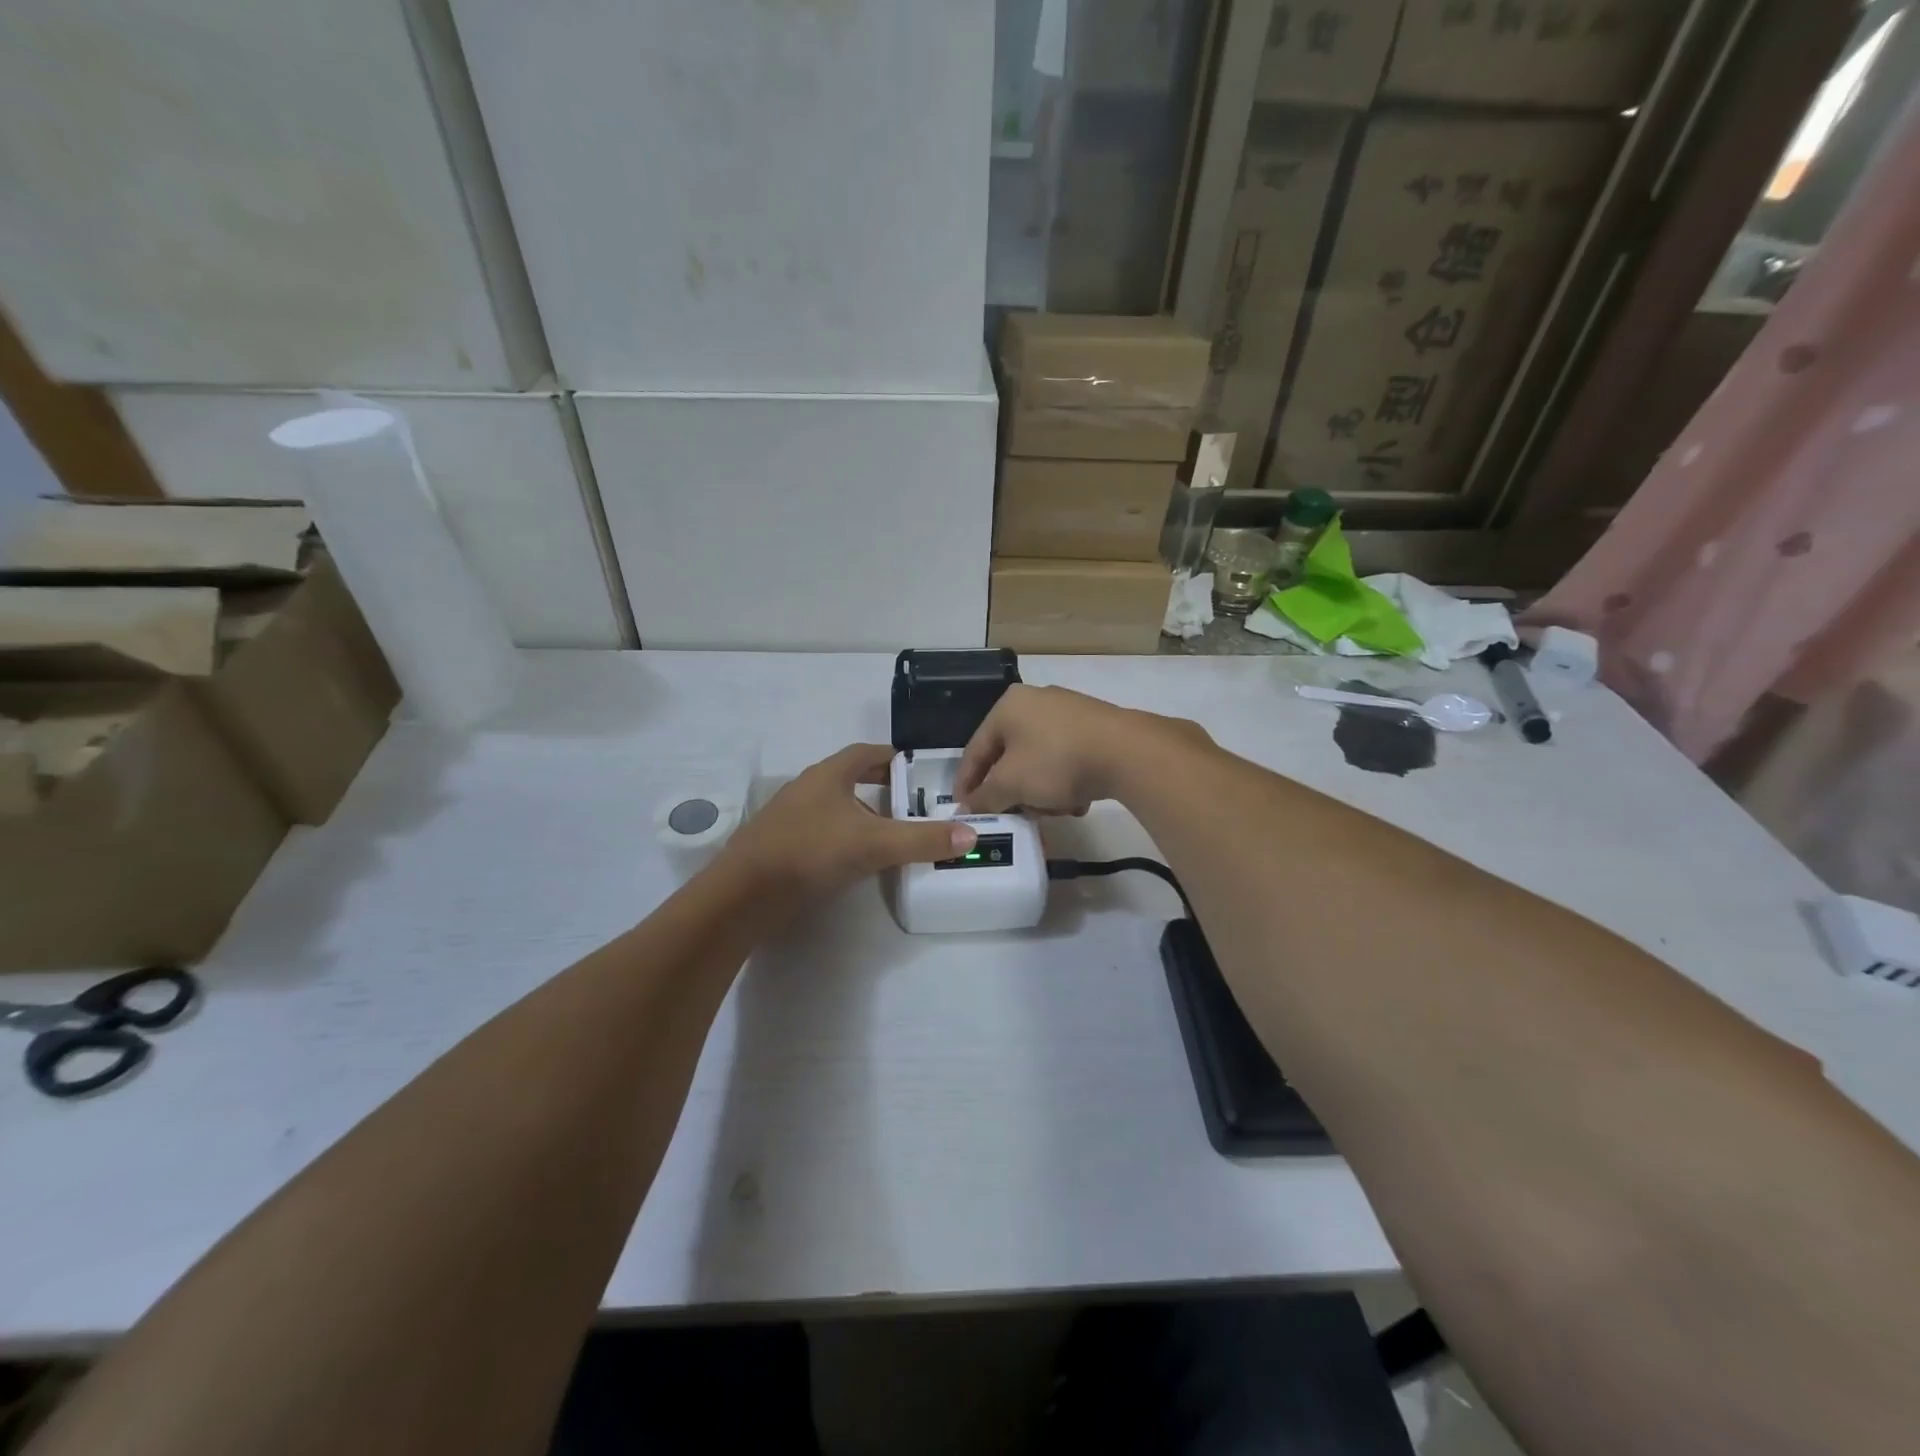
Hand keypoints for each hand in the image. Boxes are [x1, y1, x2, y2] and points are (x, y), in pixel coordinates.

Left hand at [721, 744, 976, 899]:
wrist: (744, 895)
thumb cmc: (810, 852)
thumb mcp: (874, 844)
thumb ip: (921, 839)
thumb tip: (970, 834)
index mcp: (828, 775)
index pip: (865, 753)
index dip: (892, 758)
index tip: (918, 770)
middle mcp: (807, 789)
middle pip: (849, 779)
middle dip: (880, 789)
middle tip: (912, 804)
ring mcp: (790, 818)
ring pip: (834, 807)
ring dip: (861, 815)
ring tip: (891, 834)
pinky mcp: (781, 846)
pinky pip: (821, 832)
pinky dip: (843, 838)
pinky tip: (856, 860)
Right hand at [956, 685, 1209, 815]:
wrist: (1127, 752)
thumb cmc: (1056, 762)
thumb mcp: (1011, 784)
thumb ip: (984, 797)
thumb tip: (968, 808)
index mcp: (1007, 706)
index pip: (975, 749)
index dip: (966, 784)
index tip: (964, 811)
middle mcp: (1035, 701)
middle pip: (1009, 756)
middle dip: (1011, 792)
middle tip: (1014, 815)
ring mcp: (1068, 713)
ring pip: (1039, 761)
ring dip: (1040, 792)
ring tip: (1053, 811)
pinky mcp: (1095, 728)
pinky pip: (1066, 758)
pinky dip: (1065, 782)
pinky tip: (1076, 801)